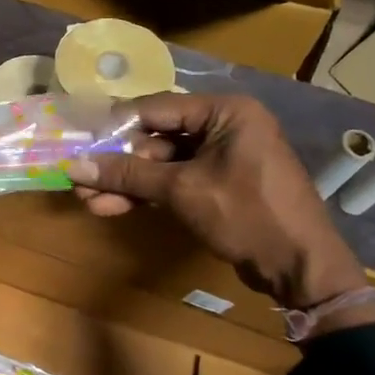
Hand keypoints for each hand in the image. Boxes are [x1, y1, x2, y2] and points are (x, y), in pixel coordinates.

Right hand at [68, 93, 369, 310]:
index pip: (157, 107)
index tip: (81, 141)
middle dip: (118, 163)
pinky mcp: (219, 185)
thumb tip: (74, 166)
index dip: (116, 126)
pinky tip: (112, 206)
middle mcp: (225, 127)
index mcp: (226, 112)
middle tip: (81, 179)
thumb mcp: (183, 190)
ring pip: (163, 164)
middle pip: (157, 137)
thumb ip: (128, 174)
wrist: (300, 267)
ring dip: (127, 182)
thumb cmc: (247, 214)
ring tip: (88, 200)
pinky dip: (147, 194)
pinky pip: (176, 182)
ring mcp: (223, 158)